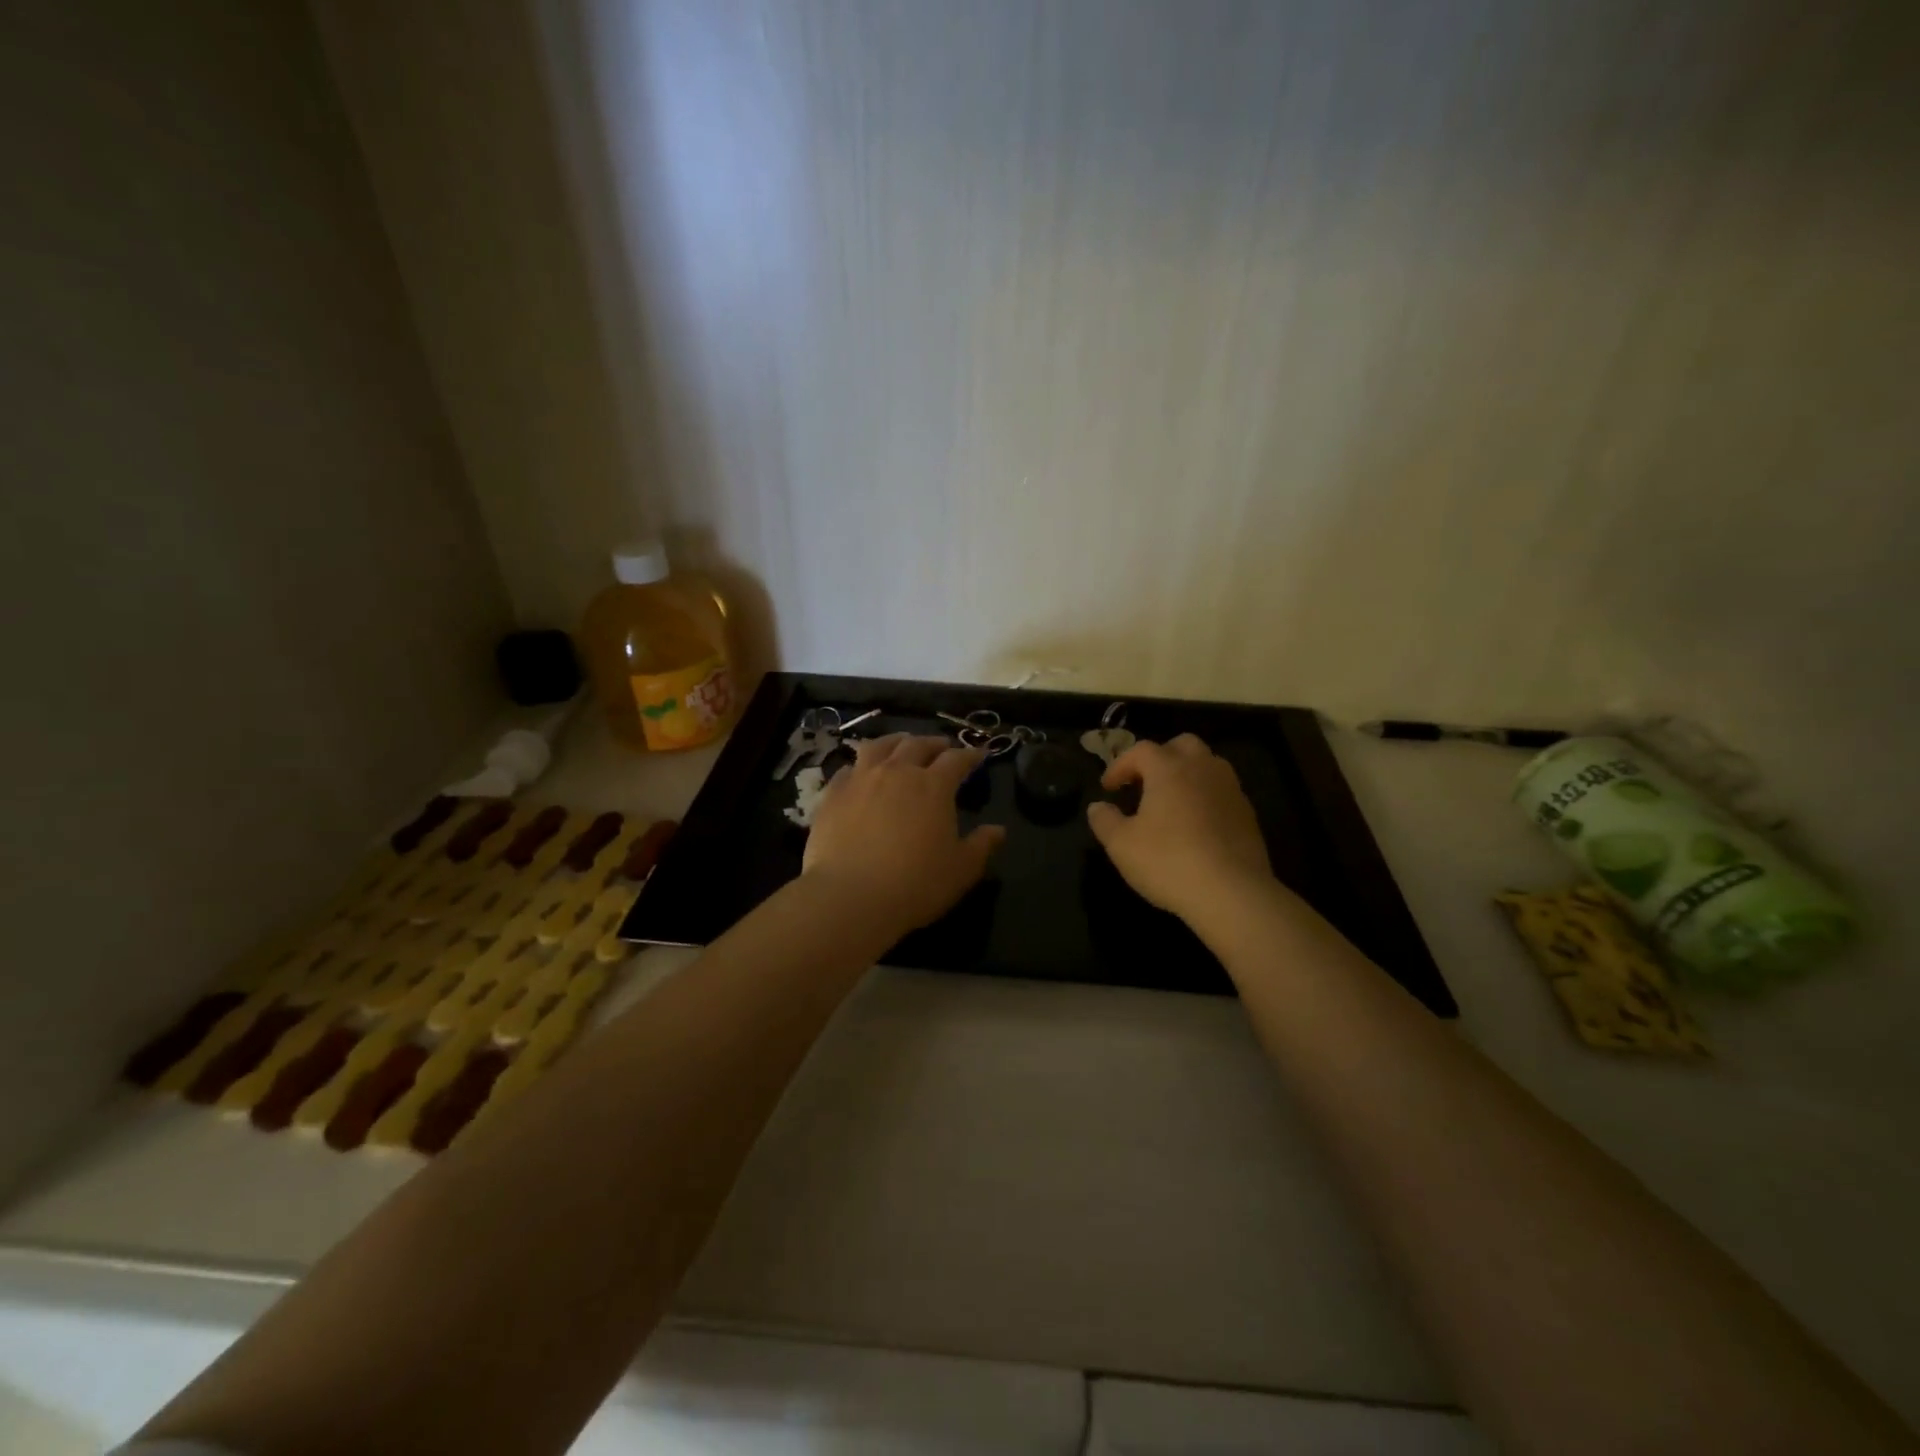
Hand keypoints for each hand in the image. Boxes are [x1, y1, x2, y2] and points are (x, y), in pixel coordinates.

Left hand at [802, 734, 1005, 936]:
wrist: (850, 896)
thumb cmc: (915, 884)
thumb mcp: (961, 870)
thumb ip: (982, 846)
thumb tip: (998, 830)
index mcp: (934, 786)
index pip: (957, 759)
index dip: (970, 755)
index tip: (979, 755)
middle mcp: (897, 772)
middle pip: (918, 744)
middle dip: (934, 743)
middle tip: (942, 747)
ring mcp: (861, 779)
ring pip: (879, 746)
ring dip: (896, 742)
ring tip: (902, 745)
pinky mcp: (832, 794)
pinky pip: (848, 769)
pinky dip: (860, 765)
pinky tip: (861, 773)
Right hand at [1086, 735, 1274, 924]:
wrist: (1232, 893)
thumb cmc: (1168, 862)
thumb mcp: (1121, 845)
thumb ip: (1104, 820)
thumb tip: (1097, 807)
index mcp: (1169, 769)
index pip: (1140, 750)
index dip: (1120, 765)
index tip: (1108, 788)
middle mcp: (1203, 769)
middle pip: (1182, 745)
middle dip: (1160, 757)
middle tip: (1144, 782)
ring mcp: (1231, 789)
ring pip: (1208, 764)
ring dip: (1186, 774)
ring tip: (1171, 801)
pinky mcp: (1248, 814)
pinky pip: (1222, 791)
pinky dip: (1205, 796)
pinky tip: (1196, 824)